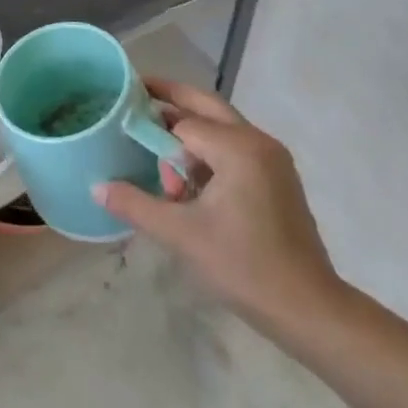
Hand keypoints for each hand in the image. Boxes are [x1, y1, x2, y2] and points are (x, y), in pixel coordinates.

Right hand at [95, 80, 344, 342]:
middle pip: (205, 105)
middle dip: (170, 100)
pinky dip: (208, 151)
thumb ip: (136, 204)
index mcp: (237, 147)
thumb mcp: (181, 235)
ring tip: (158, 155)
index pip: (181, 123)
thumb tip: (97, 187)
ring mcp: (272, 158)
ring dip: (189, 132)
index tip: (122, 125)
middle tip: (135, 98)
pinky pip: (234, 147)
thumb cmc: (244, 267)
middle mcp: (258, 141)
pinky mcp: (277, 176)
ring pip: (221, 126)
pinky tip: (189, 179)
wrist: (310, 310)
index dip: (151, 129)